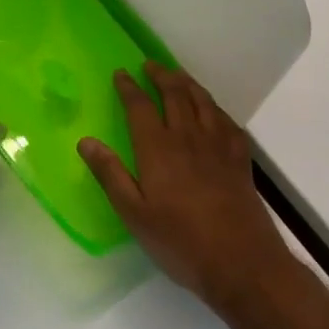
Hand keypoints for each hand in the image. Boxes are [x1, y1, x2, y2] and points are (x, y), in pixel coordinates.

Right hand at [78, 63, 291, 308]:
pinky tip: (213, 111)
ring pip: (202, 102)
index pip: (139, 106)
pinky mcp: (240, 160)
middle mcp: (188, 137)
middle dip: (160, 76)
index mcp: (158, 148)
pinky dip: (215, 108)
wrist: (243, 263)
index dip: (128, 87)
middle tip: (150, 65)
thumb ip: (110, 175)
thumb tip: (85, 141)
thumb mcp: (134, 214)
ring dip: (188, 83)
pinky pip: (227, 121)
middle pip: (174, 94)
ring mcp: (218, 146)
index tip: (120, 73)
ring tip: (178, 75)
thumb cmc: (180, 242)